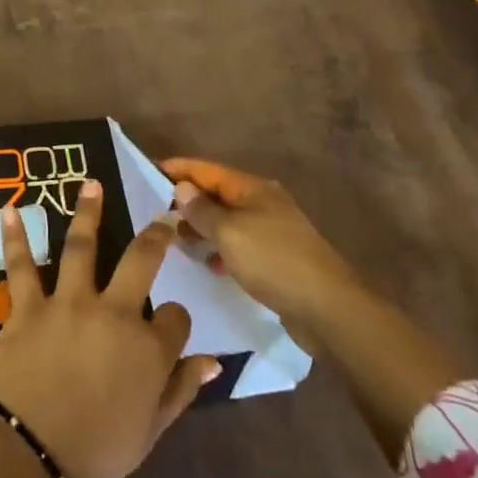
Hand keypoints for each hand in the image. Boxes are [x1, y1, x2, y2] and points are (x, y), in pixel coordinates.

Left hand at [0, 180, 218, 477]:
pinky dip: (15, 238)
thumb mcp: (151, 431)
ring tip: (91, 184)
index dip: (176, 320)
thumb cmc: (96, 452)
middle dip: (156, 236)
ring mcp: (68, 303)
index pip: (175, 317)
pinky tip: (9, 211)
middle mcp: (113, 313)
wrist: (29, 455)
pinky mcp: (28, 306)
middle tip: (162, 216)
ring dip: (88, 213)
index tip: (171, 327)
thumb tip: (213, 360)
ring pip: (81, 247)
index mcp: (148, 347)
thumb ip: (181, 389)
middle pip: (140, 262)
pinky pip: (20, 266)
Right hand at [161, 157, 358, 355]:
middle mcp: (264, 203)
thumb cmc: (273, 261)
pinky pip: (239, 245)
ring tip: (177, 241)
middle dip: (188, 201)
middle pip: (218, 194)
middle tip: (156, 213)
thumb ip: (202, 211)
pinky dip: (221, 250)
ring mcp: (273, 231)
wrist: (327, 309)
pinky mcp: (277, 259)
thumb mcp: (229, 233)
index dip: (179, 168)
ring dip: (203, 228)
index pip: (208, 170)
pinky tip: (209, 265)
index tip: (149, 170)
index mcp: (253, 189)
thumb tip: (182, 188)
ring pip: (228, 222)